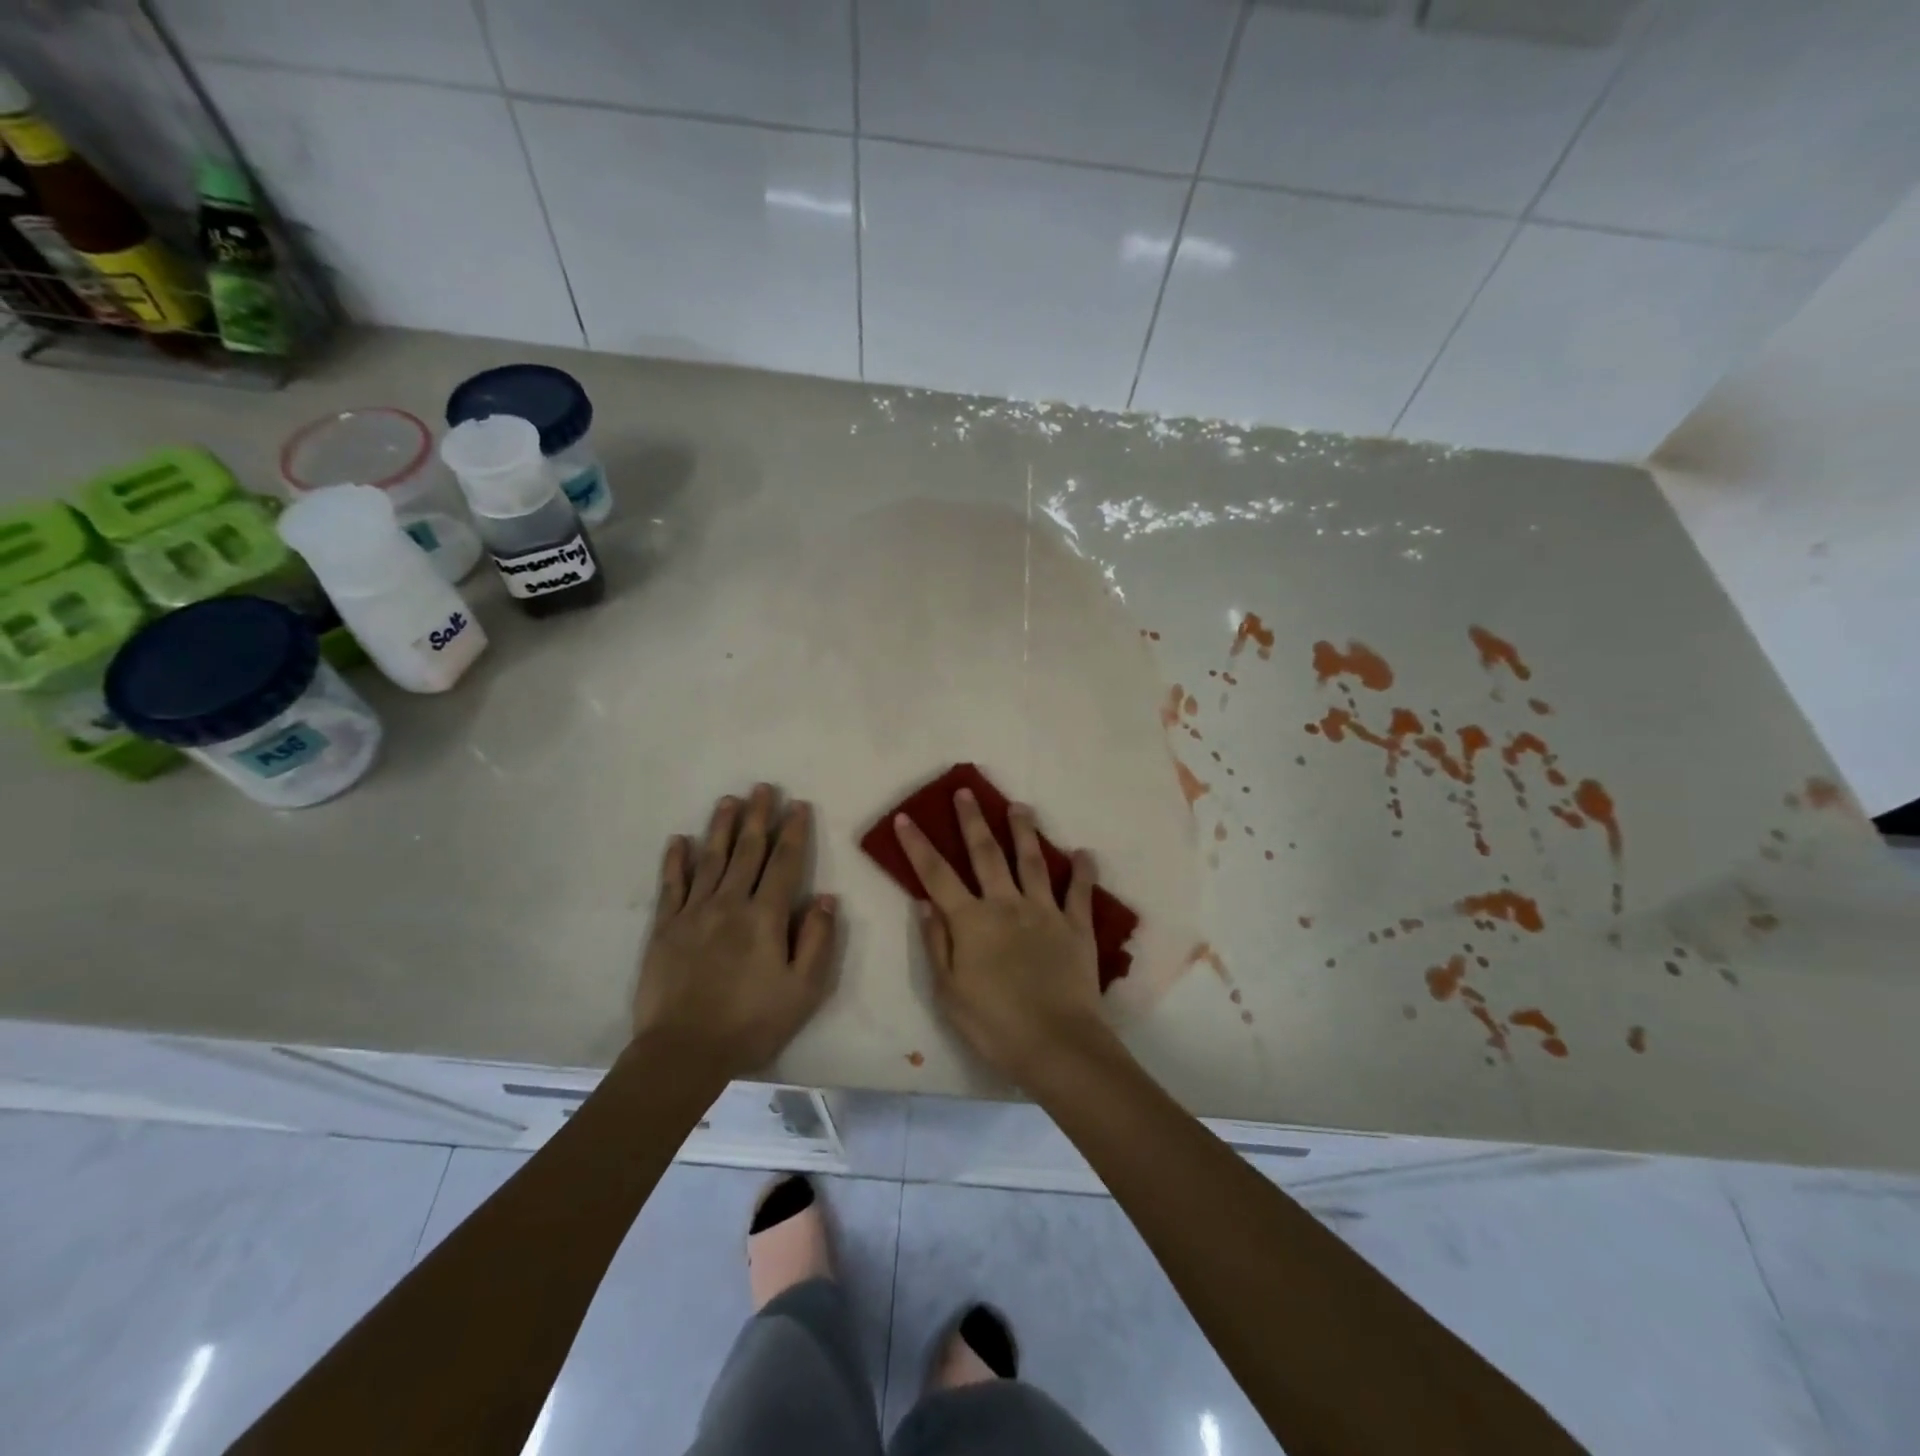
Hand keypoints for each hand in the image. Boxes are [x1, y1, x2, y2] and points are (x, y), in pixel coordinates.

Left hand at [633, 785, 837, 1079]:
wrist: (684, 1052)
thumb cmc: (752, 1023)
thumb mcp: (804, 990)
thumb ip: (818, 940)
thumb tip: (827, 898)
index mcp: (765, 916)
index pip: (784, 863)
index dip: (793, 831)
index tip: (798, 805)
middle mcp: (730, 903)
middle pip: (747, 851)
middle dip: (757, 817)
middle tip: (762, 787)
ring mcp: (694, 913)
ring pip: (710, 859)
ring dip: (721, 827)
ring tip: (728, 800)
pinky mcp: (665, 928)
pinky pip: (671, 885)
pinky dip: (675, 861)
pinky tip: (678, 840)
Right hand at [894, 789, 1109, 1084]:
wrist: (1056, 1043)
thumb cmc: (993, 1023)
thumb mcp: (948, 991)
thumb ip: (937, 943)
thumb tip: (924, 902)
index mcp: (971, 921)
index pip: (937, 875)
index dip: (919, 845)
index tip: (906, 817)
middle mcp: (1006, 905)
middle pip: (986, 854)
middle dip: (973, 821)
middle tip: (966, 792)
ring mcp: (1044, 912)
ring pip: (1032, 861)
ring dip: (1024, 831)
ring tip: (1020, 806)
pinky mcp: (1076, 926)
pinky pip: (1080, 892)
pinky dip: (1082, 871)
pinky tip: (1084, 853)